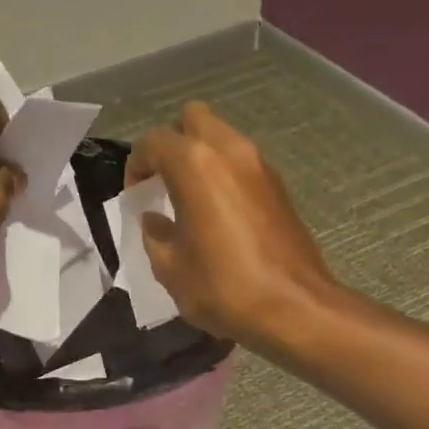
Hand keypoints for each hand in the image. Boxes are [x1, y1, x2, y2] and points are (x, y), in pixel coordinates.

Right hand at [127, 102, 336, 345]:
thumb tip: (154, 221)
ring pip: (222, 138)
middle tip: (164, 182)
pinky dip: (225, 176)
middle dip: (173, 144)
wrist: (294, 308)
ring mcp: (260, 166)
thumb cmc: (224, 288)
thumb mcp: (171, 269)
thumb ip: (155, 236)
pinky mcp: (280, 187)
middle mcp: (229, 151)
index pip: (153, 142)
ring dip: (202, 159)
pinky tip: (219, 215)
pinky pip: (243, 164)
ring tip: (190, 200)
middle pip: (193, 120)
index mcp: (195, 165)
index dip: (136, 165)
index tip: (135, 195)